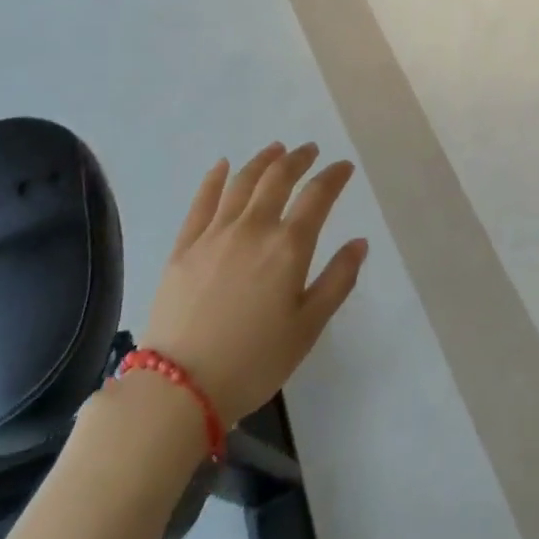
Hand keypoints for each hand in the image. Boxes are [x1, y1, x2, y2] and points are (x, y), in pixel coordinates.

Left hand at [141, 142, 367, 426]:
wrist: (179, 388)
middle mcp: (253, 227)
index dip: (334, 176)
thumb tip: (359, 242)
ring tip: (275, 149)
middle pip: (278, 178)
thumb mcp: (308, 328)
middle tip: (309, 150)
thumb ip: (337, 281)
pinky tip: (222, 166)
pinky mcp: (184, 246)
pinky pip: (202, 201)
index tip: (344, 167)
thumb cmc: (254, 361)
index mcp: (288, 247)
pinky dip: (214, 178)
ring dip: (262, 160)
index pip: (318, 196)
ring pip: (242, 182)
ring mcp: (215, 233)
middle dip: (298, 159)